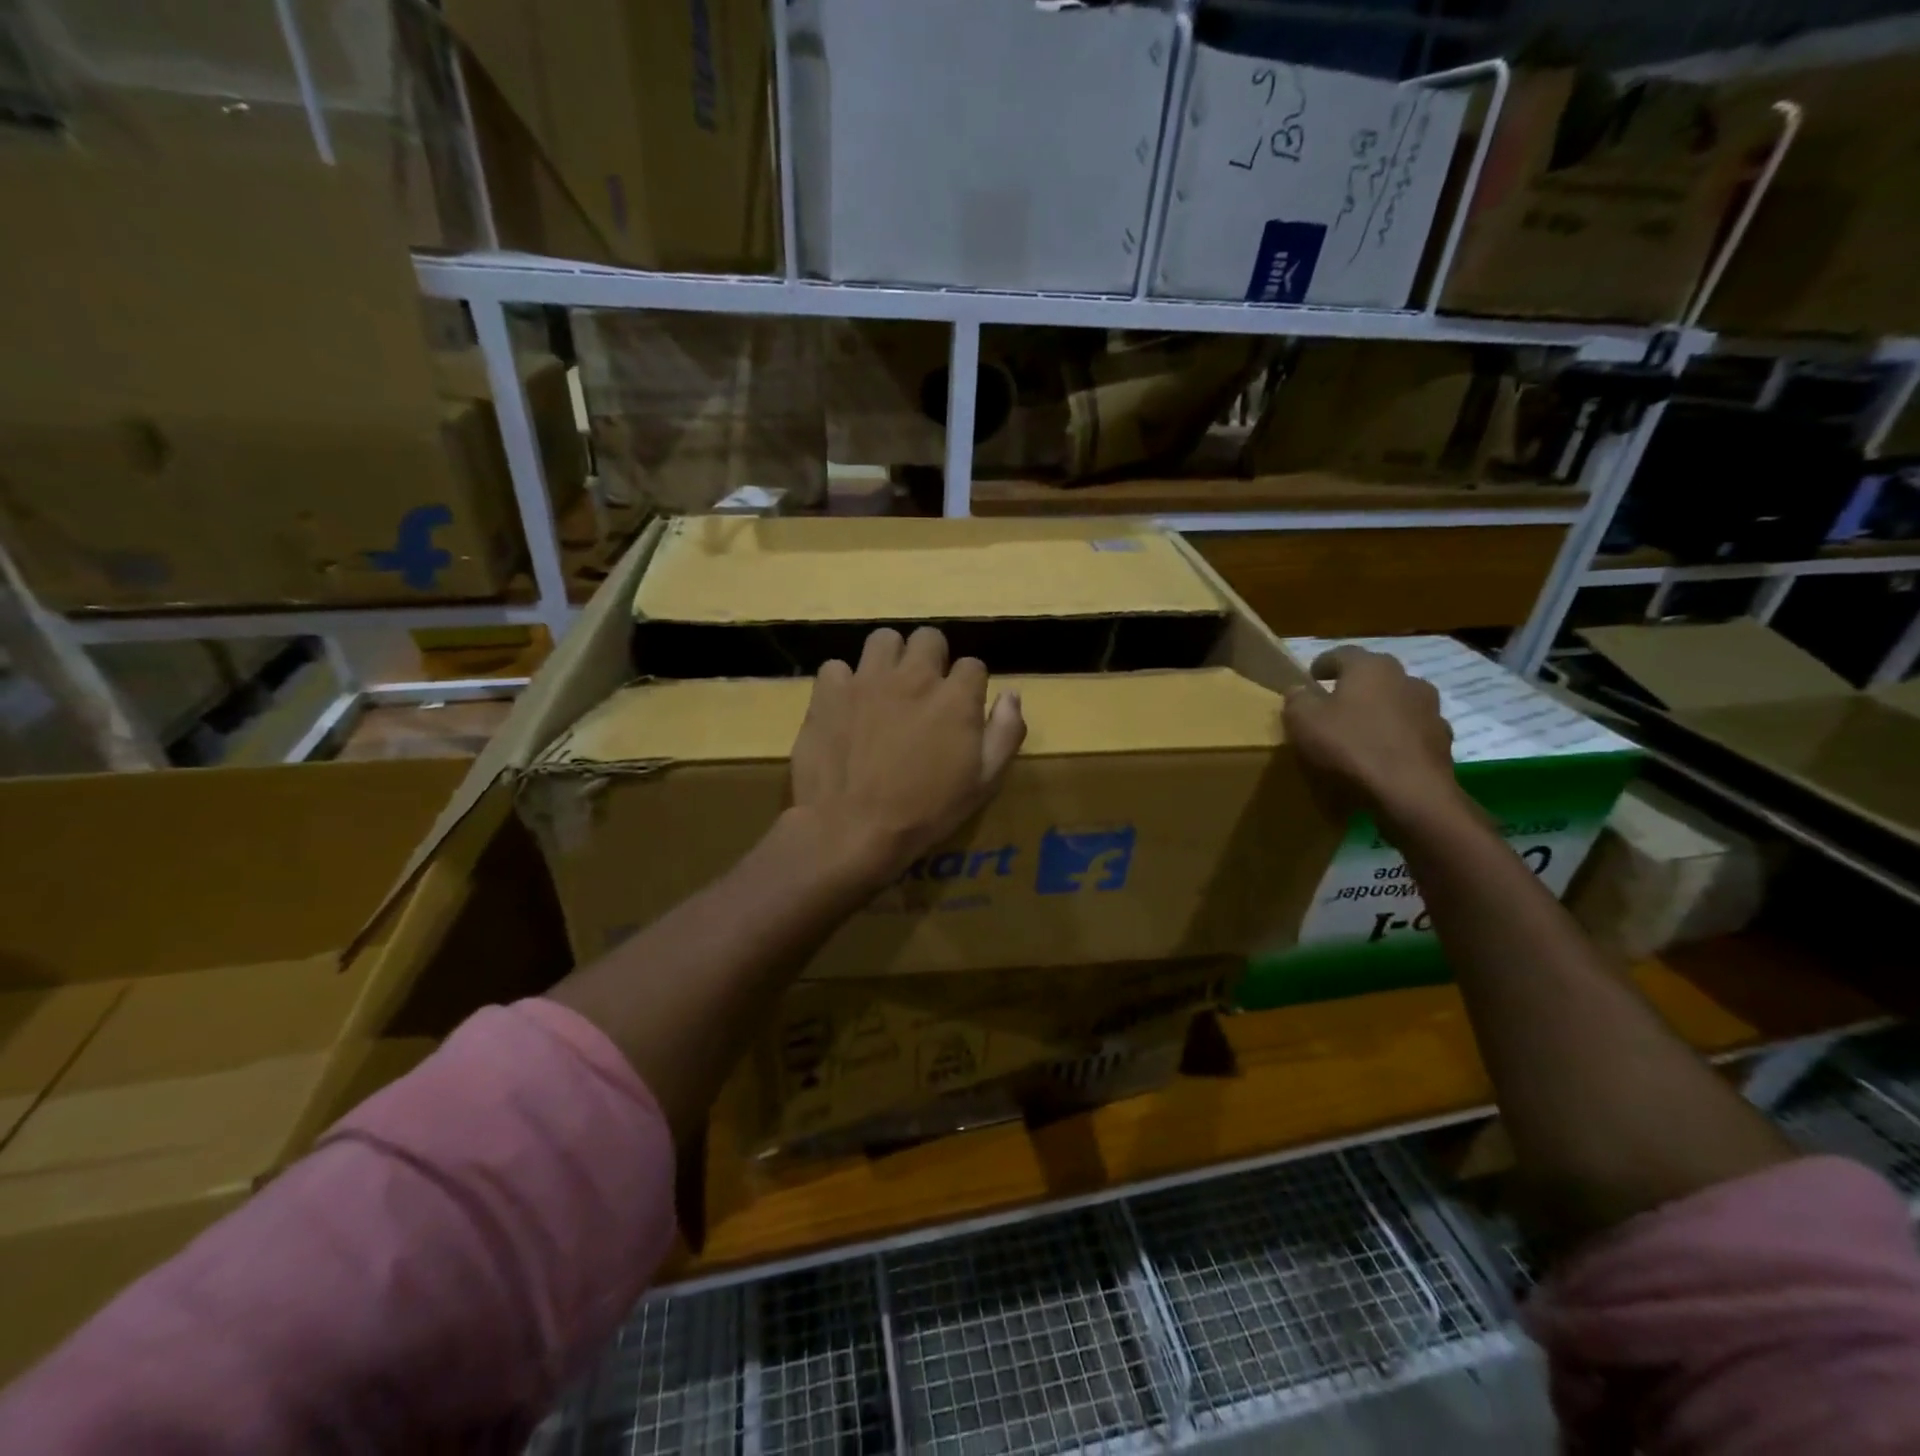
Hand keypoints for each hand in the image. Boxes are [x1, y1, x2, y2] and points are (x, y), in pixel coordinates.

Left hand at [790, 626, 1026, 888]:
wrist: (851, 829)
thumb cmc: (925, 812)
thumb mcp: (983, 783)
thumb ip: (1005, 733)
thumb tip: (1011, 695)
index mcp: (955, 697)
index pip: (973, 666)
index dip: (969, 687)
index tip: (961, 710)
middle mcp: (913, 676)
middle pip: (929, 638)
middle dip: (931, 659)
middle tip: (924, 692)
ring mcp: (867, 680)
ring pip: (883, 639)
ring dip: (889, 659)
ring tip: (885, 688)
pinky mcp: (829, 692)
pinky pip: (836, 667)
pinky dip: (843, 684)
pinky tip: (846, 707)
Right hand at [1283, 646, 1461, 826]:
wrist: (1410, 793)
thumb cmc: (1350, 747)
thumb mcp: (1303, 721)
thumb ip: (1297, 699)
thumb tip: (1299, 689)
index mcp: (1370, 667)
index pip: (1342, 654)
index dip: (1323, 663)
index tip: (1311, 677)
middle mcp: (1405, 678)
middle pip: (1374, 676)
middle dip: (1354, 686)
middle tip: (1334, 704)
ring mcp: (1430, 709)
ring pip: (1397, 702)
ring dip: (1380, 711)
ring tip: (1361, 732)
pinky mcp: (1442, 740)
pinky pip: (1412, 731)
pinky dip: (1397, 737)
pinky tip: (1383, 755)